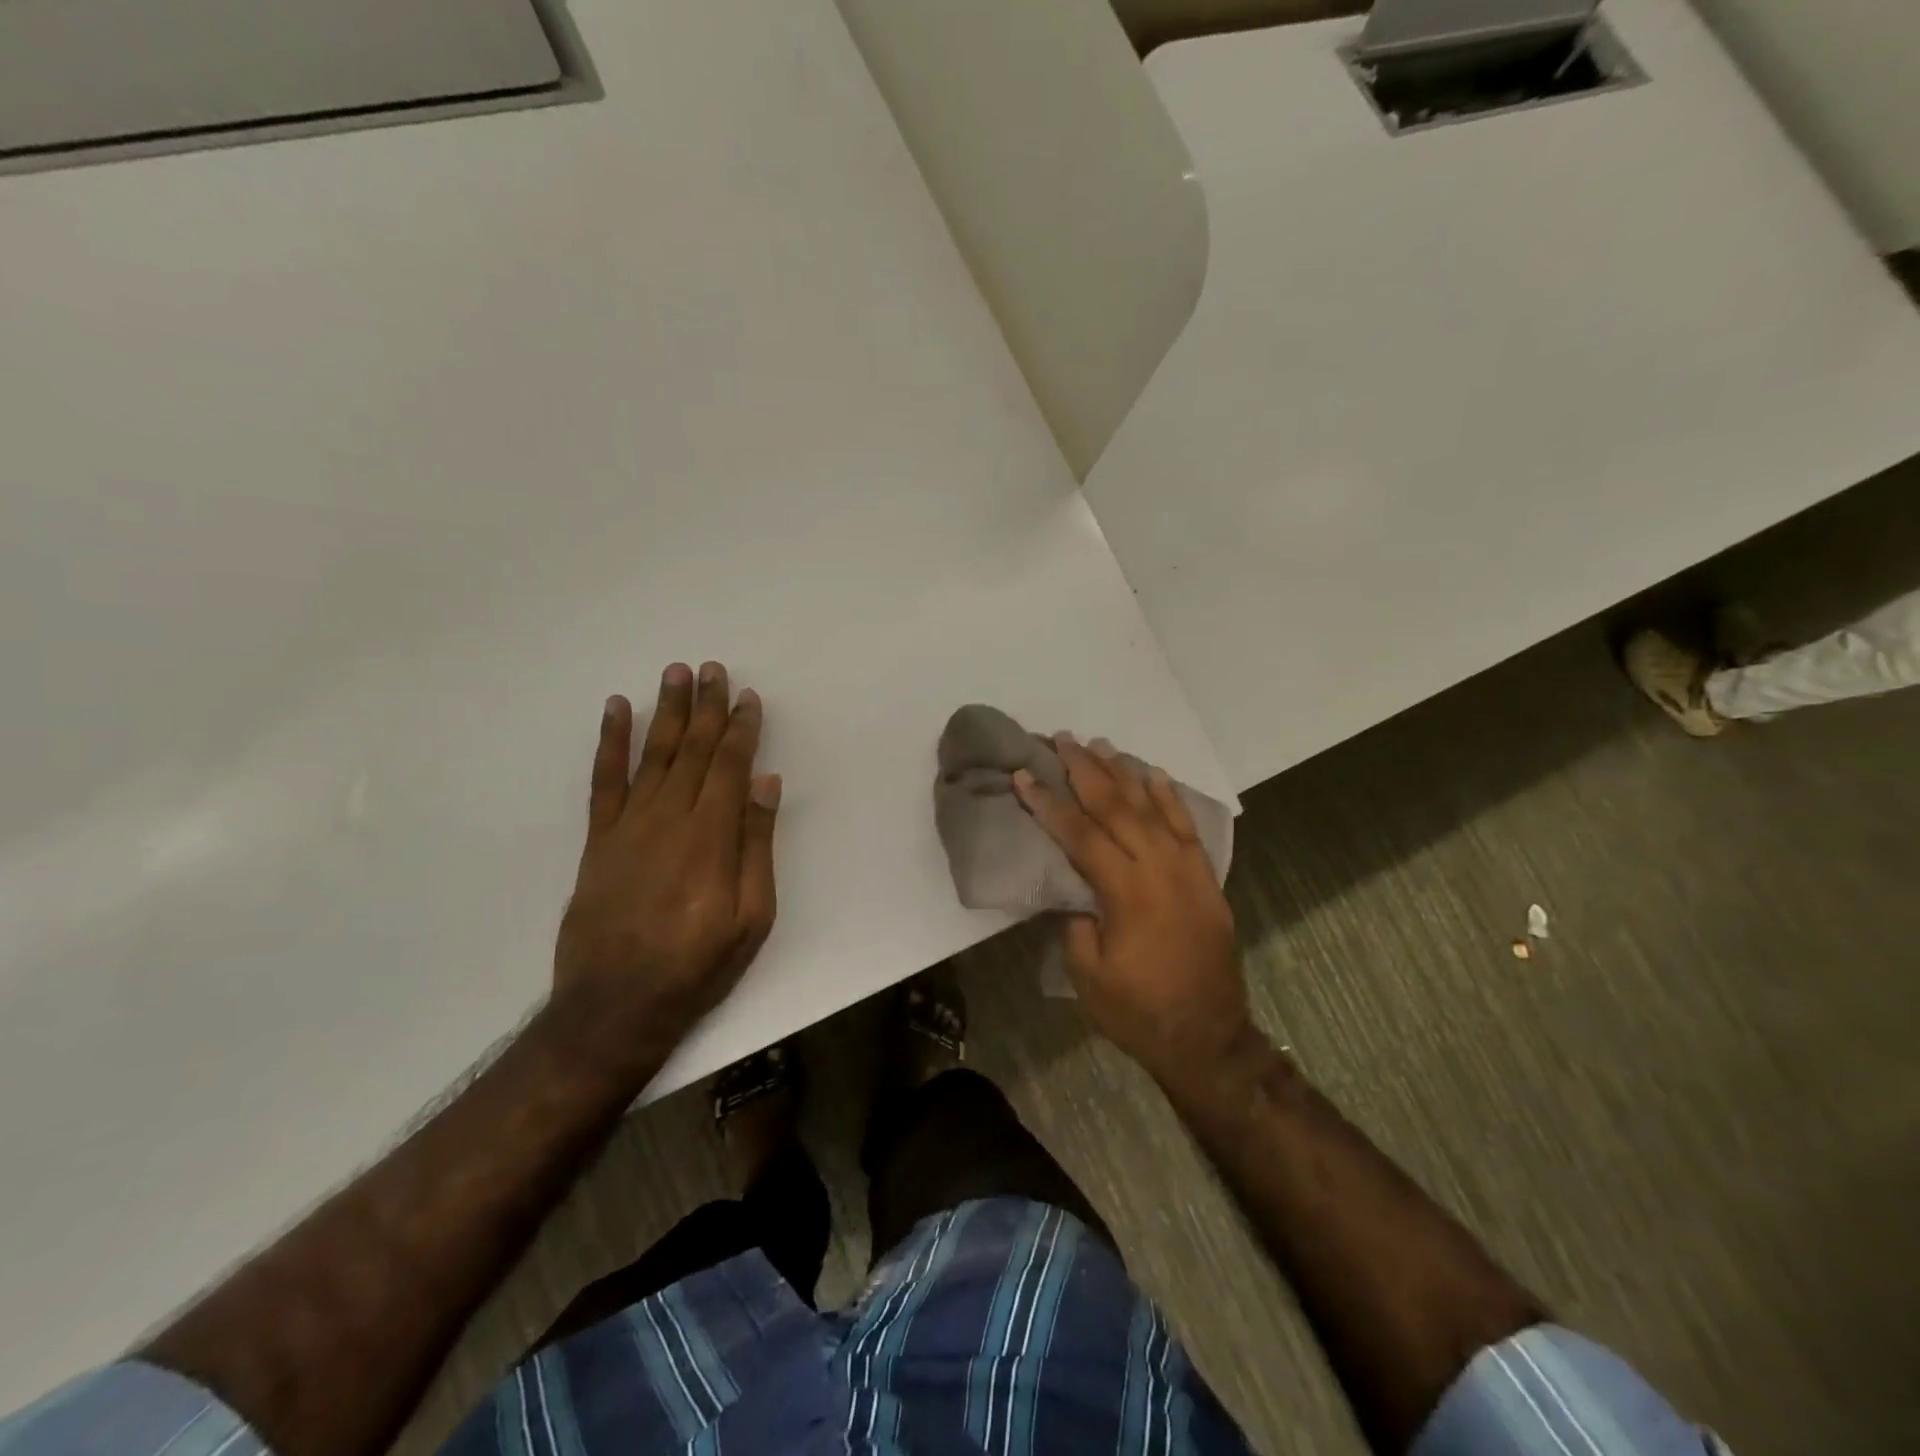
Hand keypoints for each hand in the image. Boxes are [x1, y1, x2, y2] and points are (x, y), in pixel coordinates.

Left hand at [553, 662, 780, 1048]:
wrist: (615, 1005)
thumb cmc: (698, 964)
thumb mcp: (752, 916)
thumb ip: (757, 845)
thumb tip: (766, 784)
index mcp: (712, 836)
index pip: (731, 766)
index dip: (741, 728)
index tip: (748, 696)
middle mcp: (670, 818)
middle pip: (694, 750)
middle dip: (706, 706)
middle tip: (712, 668)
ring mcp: (629, 825)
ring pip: (653, 754)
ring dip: (666, 711)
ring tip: (675, 673)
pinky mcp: (599, 839)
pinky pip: (604, 780)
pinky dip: (610, 742)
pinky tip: (616, 710)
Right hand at [1013, 734, 1250, 1086]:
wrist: (1207, 1036)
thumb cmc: (1137, 1011)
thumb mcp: (1086, 973)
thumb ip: (1075, 921)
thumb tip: (1074, 889)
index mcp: (1125, 892)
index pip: (1080, 834)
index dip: (1049, 802)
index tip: (1024, 775)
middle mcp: (1159, 869)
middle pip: (1117, 807)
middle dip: (1085, 770)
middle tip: (1063, 739)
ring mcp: (1188, 870)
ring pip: (1152, 808)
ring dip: (1124, 773)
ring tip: (1101, 745)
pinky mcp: (1205, 879)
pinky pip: (1187, 826)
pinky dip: (1170, 797)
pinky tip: (1154, 774)